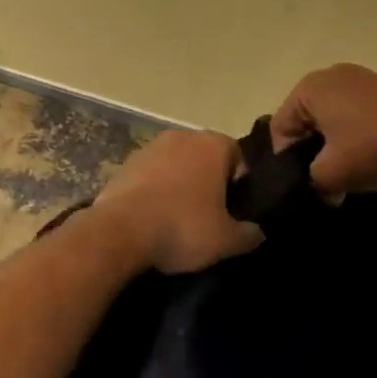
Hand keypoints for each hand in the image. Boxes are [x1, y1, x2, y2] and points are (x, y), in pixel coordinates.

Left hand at [95, 131, 264, 273]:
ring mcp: (150, 147)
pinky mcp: (125, 163)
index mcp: (213, 145)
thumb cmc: (183, 228)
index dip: (239, 184)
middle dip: (209, 182)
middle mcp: (182, 136)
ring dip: (180, 185)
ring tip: (178, 219)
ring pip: (176, 165)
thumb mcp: (226, 241)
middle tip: (209, 215)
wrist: (119, 232)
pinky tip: (153, 217)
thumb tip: (257, 232)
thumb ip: (249, 234)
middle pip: (205, 158)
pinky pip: (151, 175)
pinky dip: (155, 190)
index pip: (238, 157)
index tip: (233, 210)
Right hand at [271, 63, 376, 195]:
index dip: (286, 162)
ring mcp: (360, 79)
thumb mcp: (331, 175)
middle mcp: (330, 75)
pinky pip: (356, 115)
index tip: (302, 186)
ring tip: (349, 174)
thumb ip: (310, 183)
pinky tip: (371, 158)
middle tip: (324, 183)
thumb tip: (319, 189)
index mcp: (308, 88)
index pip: (280, 130)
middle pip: (306, 122)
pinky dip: (356, 137)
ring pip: (332, 120)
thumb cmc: (374, 147)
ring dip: (334, 147)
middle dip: (311, 154)